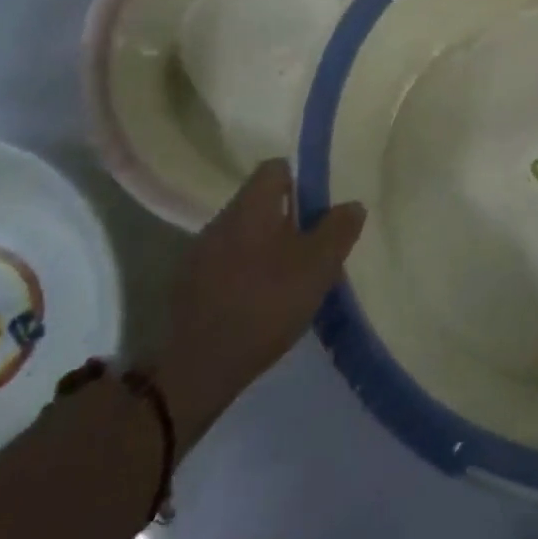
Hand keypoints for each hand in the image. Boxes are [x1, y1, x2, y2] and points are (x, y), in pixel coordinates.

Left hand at [152, 160, 364, 447]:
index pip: (275, 168)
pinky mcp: (185, 288)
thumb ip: (338, 230)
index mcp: (251, 206)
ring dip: (263, 248)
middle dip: (285, 220)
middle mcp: (220, 219)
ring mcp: (198, 254)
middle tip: (310, 249)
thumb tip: (352, 205)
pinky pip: (223, 265)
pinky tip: (256, 303)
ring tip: (286, 280)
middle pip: (258, 203)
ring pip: (241, 235)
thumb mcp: (317, 267)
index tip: (318, 210)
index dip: (300, 182)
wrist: (196, 370)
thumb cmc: (264, 305)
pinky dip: (242, 274)